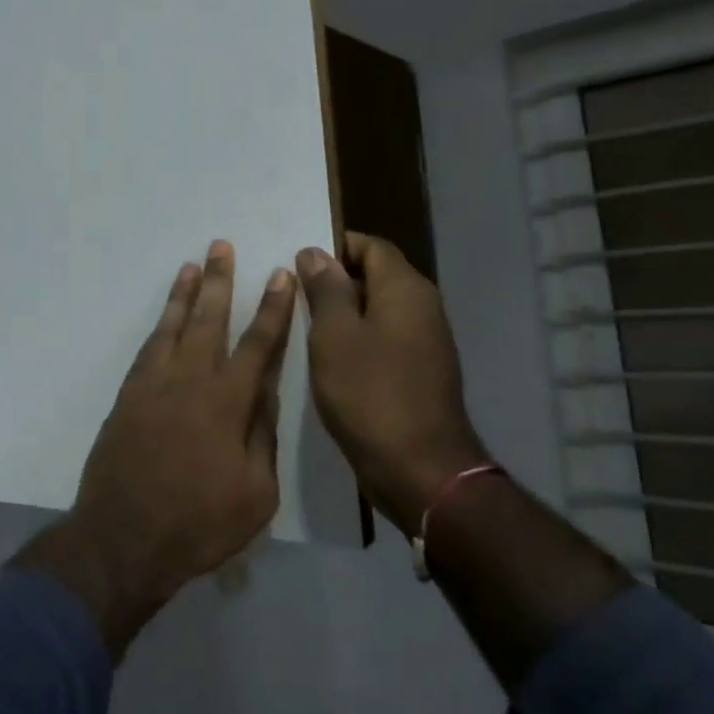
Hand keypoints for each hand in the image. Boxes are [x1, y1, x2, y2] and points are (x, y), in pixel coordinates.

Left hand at [17, 241, 296, 655]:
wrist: (123, 536)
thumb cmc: (199, 523)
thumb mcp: (256, 493)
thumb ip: (261, 436)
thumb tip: (264, 392)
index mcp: (227, 403)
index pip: (257, 345)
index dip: (272, 310)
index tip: (280, 276)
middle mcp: (188, 382)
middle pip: (208, 321)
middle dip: (220, 282)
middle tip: (223, 246)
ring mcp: (152, 387)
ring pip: (172, 328)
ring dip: (184, 295)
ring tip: (192, 265)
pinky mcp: (127, 398)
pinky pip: (146, 350)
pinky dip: (159, 328)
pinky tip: (165, 319)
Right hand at [296, 233, 485, 535]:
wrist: (419, 468)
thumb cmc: (369, 393)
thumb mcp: (333, 335)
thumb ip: (325, 289)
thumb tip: (315, 253)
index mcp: (405, 290)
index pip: (370, 245)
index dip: (333, 246)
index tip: (296, 262)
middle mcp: (422, 308)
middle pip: (374, 275)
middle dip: (332, 280)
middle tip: (289, 294)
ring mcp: (424, 342)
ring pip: (376, 309)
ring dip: (341, 313)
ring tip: (299, 325)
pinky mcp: (418, 371)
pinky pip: (382, 338)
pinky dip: (354, 339)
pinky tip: (324, 358)